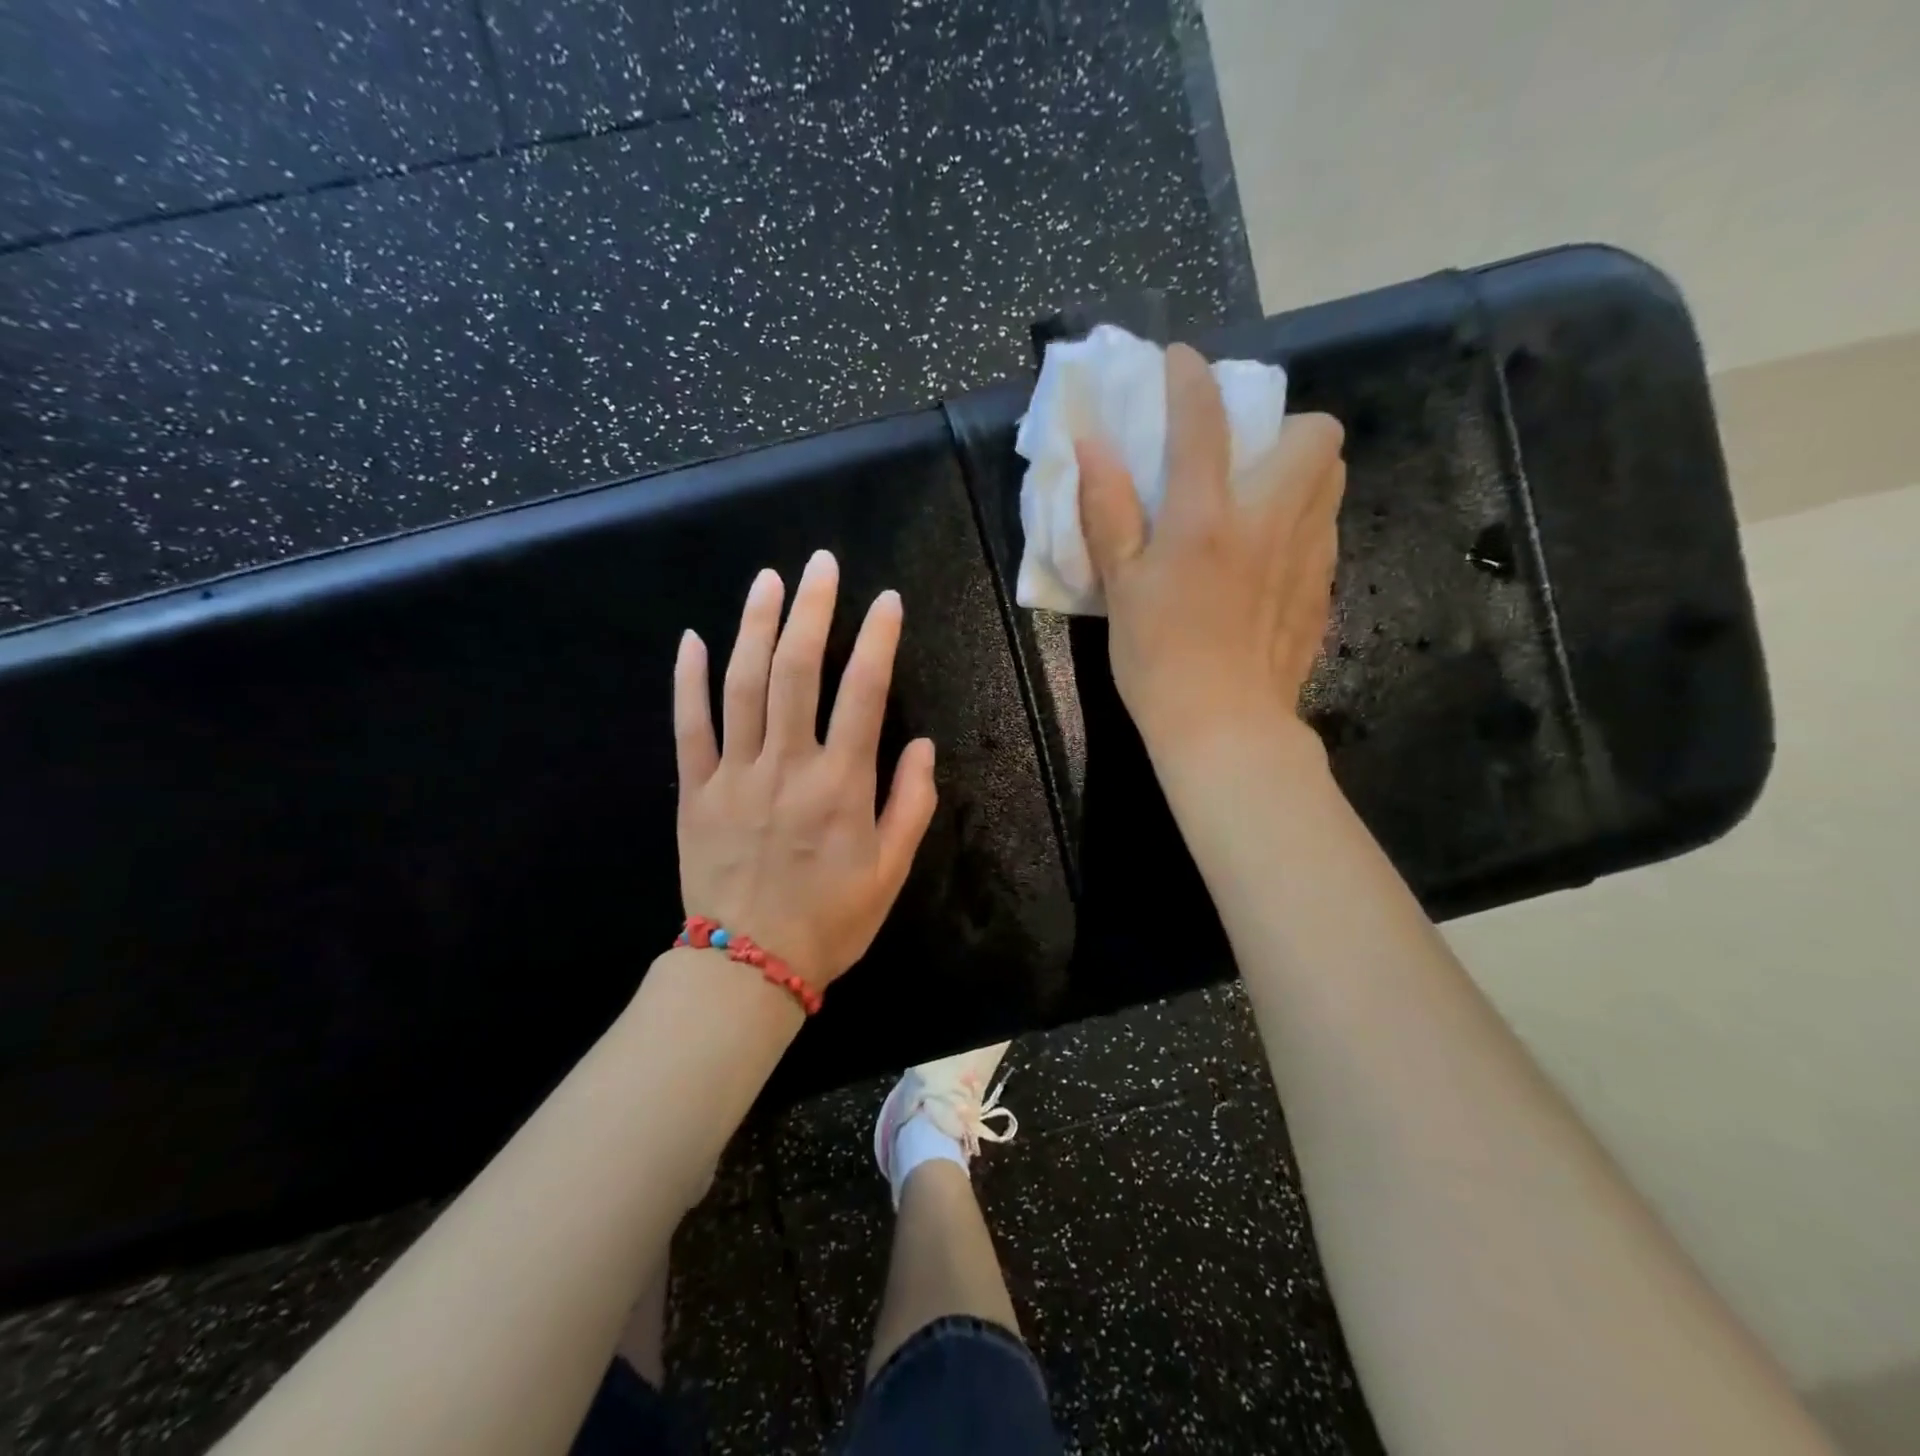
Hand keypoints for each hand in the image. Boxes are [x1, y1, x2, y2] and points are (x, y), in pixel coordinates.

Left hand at [673, 550, 938, 990]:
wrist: (749, 966)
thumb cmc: (831, 919)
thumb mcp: (892, 870)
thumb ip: (912, 803)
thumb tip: (922, 745)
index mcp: (841, 784)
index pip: (863, 692)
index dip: (877, 639)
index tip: (887, 601)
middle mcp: (787, 765)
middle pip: (796, 670)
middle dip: (812, 610)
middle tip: (821, 564)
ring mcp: (733, 775)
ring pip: (741, 685)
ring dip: (754, 625)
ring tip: (767, 580)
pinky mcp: (693, 791)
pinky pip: (688, 726)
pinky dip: (689, 680)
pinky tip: (693, 639)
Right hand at [1077, 342, 1345, 764]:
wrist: (1224, 726)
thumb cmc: (1158, 659)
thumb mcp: (1120, 587)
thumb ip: (1108, 512)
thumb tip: (1093, 447)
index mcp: (1206, 518)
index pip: (1203, 421)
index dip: (1190, 377)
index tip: (1180, 361)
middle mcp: (1270, 521)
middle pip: (1315, 434)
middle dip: (1284, 425)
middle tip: (1244, 457)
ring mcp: (1308, 555)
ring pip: (1332, 479)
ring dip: (1300, 471)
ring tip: (1260, 502)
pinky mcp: (1325, 588)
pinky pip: (1325, 531)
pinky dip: (1301, 523)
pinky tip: (1268, 561)